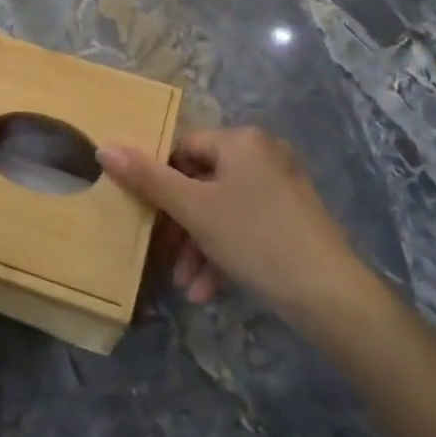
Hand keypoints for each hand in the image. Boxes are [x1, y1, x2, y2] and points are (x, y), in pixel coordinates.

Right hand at [98, 126, 369, 319]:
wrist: (331, 296)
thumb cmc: (256, 239)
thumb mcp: (194, 209)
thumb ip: (148, 178)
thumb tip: (104, 148)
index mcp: (241, 141)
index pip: (183, 147)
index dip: (159, 180)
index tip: (145, 214)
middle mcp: (263, 154)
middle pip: (201, 182)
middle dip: (180, 226)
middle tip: (164, 257)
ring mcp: (280, 187)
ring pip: (221, 210)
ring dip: (198, 246)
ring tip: (187, 286)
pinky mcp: (290, 219)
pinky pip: (244, 226)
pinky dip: (223, 252)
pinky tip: (209, 291)